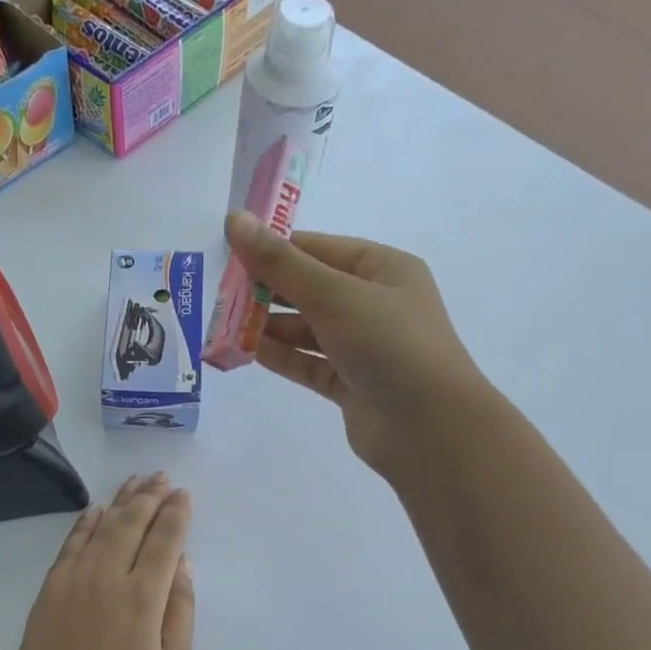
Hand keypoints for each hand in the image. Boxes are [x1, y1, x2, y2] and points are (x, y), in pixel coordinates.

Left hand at [10, 474, 194, 649]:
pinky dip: (85, 524)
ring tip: (136, 481)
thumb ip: (180, 612)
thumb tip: (182, 563)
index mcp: (142, 600)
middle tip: (162, 477)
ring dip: (121, 502)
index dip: (176, 514)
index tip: (184, 494)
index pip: (163, 542)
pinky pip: (69, 545)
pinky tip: (96, 510)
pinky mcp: (49, 591)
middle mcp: (106, 579)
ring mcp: (72, 582)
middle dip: (150, 497)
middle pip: (131, 525)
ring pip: (100, 528)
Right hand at [225, 211, 488, 483]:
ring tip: (224, 324)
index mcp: (383, 269)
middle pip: (310, 289)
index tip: (229, 253)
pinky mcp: (350, 384)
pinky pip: (308, 363)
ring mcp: (363, 347)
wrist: (430, 428)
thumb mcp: (334, 294)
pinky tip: (245, 351)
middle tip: (220, 293)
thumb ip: (281, 262)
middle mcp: (374, 304)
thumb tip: (234, 220)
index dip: (275, 249)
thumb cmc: (390, 344)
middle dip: (267, 291)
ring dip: (269, 326)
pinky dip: (281, 356)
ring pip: (306, 329)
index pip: (319, 249)